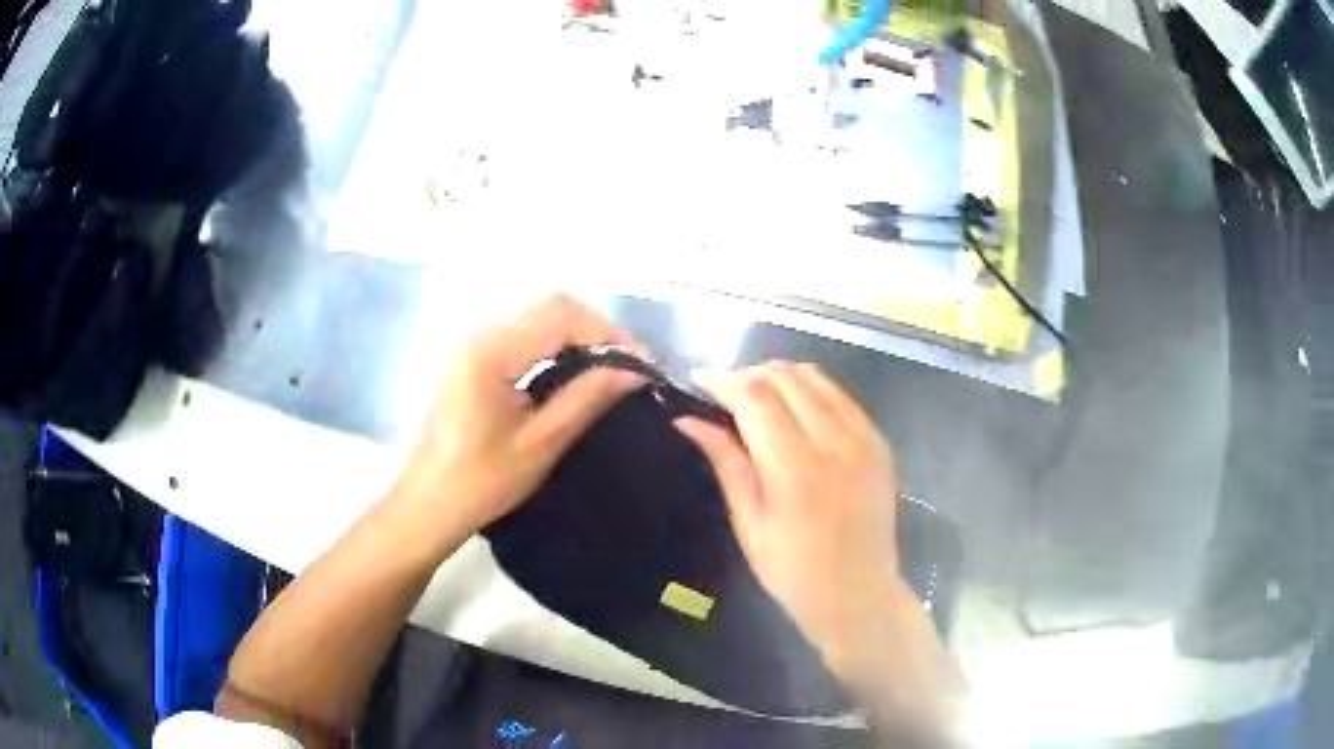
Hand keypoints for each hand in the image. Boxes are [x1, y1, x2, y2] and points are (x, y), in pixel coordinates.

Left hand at [390, 295, 646, 549]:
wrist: (428, 502)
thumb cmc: (482, 482)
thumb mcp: (541, 444)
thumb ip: (587, 399)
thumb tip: (634, 372)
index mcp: (491, 353)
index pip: (561, 316)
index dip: (607, 334)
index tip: (640, 364)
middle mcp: (479, 333)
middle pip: (550, 305)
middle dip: (596, 329)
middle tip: (626, 366)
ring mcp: (472, 341)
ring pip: (538, 314)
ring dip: (577, 333)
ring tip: (607, 367)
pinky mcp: (471, 353)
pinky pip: (523, 330)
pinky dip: (555, 341)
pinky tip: (572, 369)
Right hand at [675, 362, 902, 656]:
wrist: (860, 594)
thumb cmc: (794, 573)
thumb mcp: (749, 523)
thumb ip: (725, 462)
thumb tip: (687, 420)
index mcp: (795, 469)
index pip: (754, 396)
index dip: (722, 380)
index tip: (698, 380)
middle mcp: (834, 442)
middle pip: (783, 377)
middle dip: (747, 375)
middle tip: (723, 395)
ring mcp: (864, 438)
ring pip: (814, 377)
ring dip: (778, 376)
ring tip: (756, 398)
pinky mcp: (879, 441)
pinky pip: (840, 395)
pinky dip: (810, 389)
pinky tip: (794, 409)